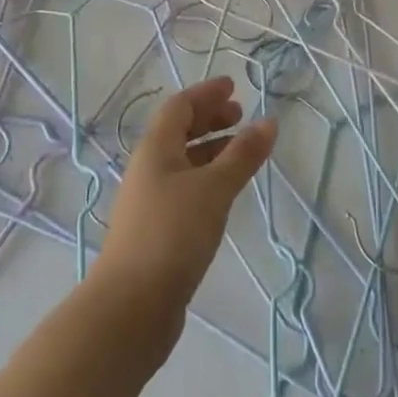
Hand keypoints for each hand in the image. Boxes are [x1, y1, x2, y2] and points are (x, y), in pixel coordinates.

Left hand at [94, 77, 276, 340]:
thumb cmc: (171, 235)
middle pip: (178, 131)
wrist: (129, 309)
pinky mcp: (155, 232)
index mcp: (155, 148)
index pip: (180, 106)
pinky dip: (206, 179)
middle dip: (209, 119)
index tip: (233, 87)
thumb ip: (242, 155)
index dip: (206, 93)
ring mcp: (149, 202)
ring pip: (182, 162)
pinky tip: (224, 195)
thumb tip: (269, 121)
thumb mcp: (214, 189)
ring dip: (210, 150)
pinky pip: (184, 188)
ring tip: (241, 153)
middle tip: (240, 116)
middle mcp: (148, 168)